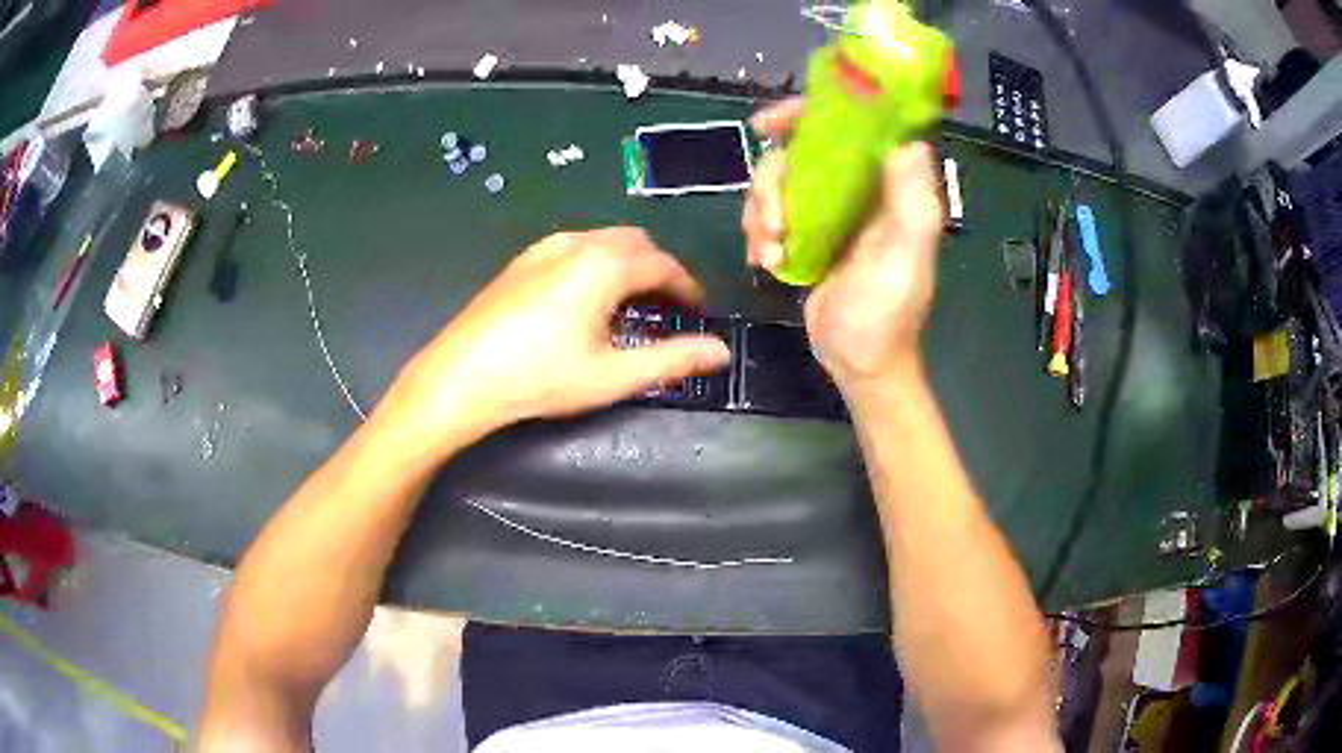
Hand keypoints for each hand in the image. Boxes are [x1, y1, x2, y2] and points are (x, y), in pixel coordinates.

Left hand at [379, 228, 730, 455]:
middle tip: (669, 310)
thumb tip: (721, 352)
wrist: (461, 377)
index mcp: (605, 265)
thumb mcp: (612, 375)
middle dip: (660, 271)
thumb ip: (673, 360)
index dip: (689, 287)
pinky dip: (598, 262)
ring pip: (604, 241)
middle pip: (637, 243)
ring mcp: (545, 248)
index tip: (699, 312)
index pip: (664, 265)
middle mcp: (578, 243)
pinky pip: (576, 246)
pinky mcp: (522, 260)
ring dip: (629, 264)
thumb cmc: (539, 378)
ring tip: (631, 305)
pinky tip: (586, 299)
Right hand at [742, 99, 945, 393]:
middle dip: (772, 182)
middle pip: (797, 152)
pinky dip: (759, 232)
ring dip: (761, 212)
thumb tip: (909, 142)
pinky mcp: (805, 235)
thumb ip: (912, 202)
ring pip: (776, 183)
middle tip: (772, 221)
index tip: (768, 124)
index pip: (848, 127)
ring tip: (769, 251)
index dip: (806, 114)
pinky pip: (769, 213)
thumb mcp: (905, 258)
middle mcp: (855, 189)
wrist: (859, 364)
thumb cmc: (886, 315)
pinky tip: (766, 261)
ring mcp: (827, 211)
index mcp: (886, 185)